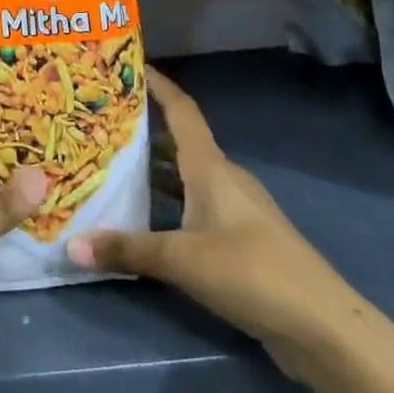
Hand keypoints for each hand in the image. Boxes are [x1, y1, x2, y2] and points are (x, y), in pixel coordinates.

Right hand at [67, 72, 359, 377]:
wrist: (322, 326)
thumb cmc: (250, 271)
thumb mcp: (181, 260)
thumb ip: (127, 250)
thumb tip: (71, 246)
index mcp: (210, 166)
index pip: (182, 111)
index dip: (159, 85)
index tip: (131, 66)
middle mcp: (223, 178)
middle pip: (180, 142)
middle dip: (144, 130)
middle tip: (102, 124)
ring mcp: (236, 209)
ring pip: (186, 176)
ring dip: (154, 170)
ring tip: (112, 167)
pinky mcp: (242, 240)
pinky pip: (195, 206)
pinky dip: (169, 204)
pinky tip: (145, 220)